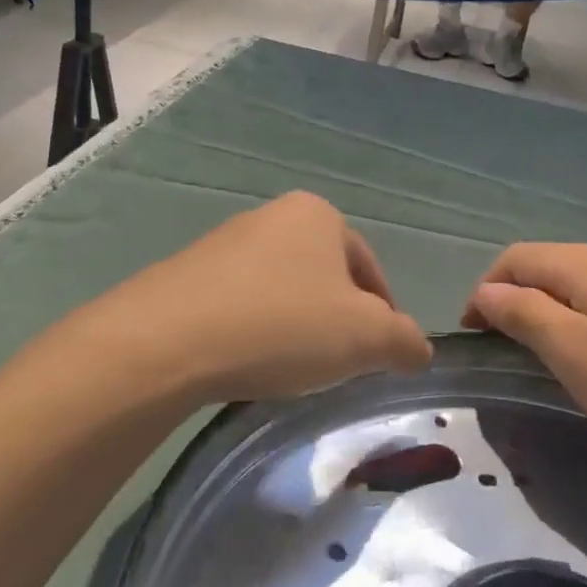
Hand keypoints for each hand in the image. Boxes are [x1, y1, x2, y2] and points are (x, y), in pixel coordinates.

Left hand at [87, 192, 432, 404]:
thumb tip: (419, 350)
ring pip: (282, 293)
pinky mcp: (186, 276)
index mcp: (318, 215)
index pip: (370, 270)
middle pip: (324, 280)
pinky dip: (254, 333)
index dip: (384, 317)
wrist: (167, 341)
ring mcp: (223, 244)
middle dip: (337, 323)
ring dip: (295, 329)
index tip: (378, 358)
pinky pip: (240, 306)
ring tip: (288, 370)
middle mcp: (270, 217)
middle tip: (336, 367)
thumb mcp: (366, 338)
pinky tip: (246, 363)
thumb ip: (405, 341)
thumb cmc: (282, 326)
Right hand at [461, 243, 586, 467]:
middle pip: (549, 265)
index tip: (474, 336)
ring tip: (545, 354)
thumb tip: (486, 292)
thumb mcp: (576, 354)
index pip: (518, 258)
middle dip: (516, 298)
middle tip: (505, 349)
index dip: (485, 290)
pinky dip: (584, 317)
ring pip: (581, 281)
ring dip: (549, 308)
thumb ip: (525, 314)